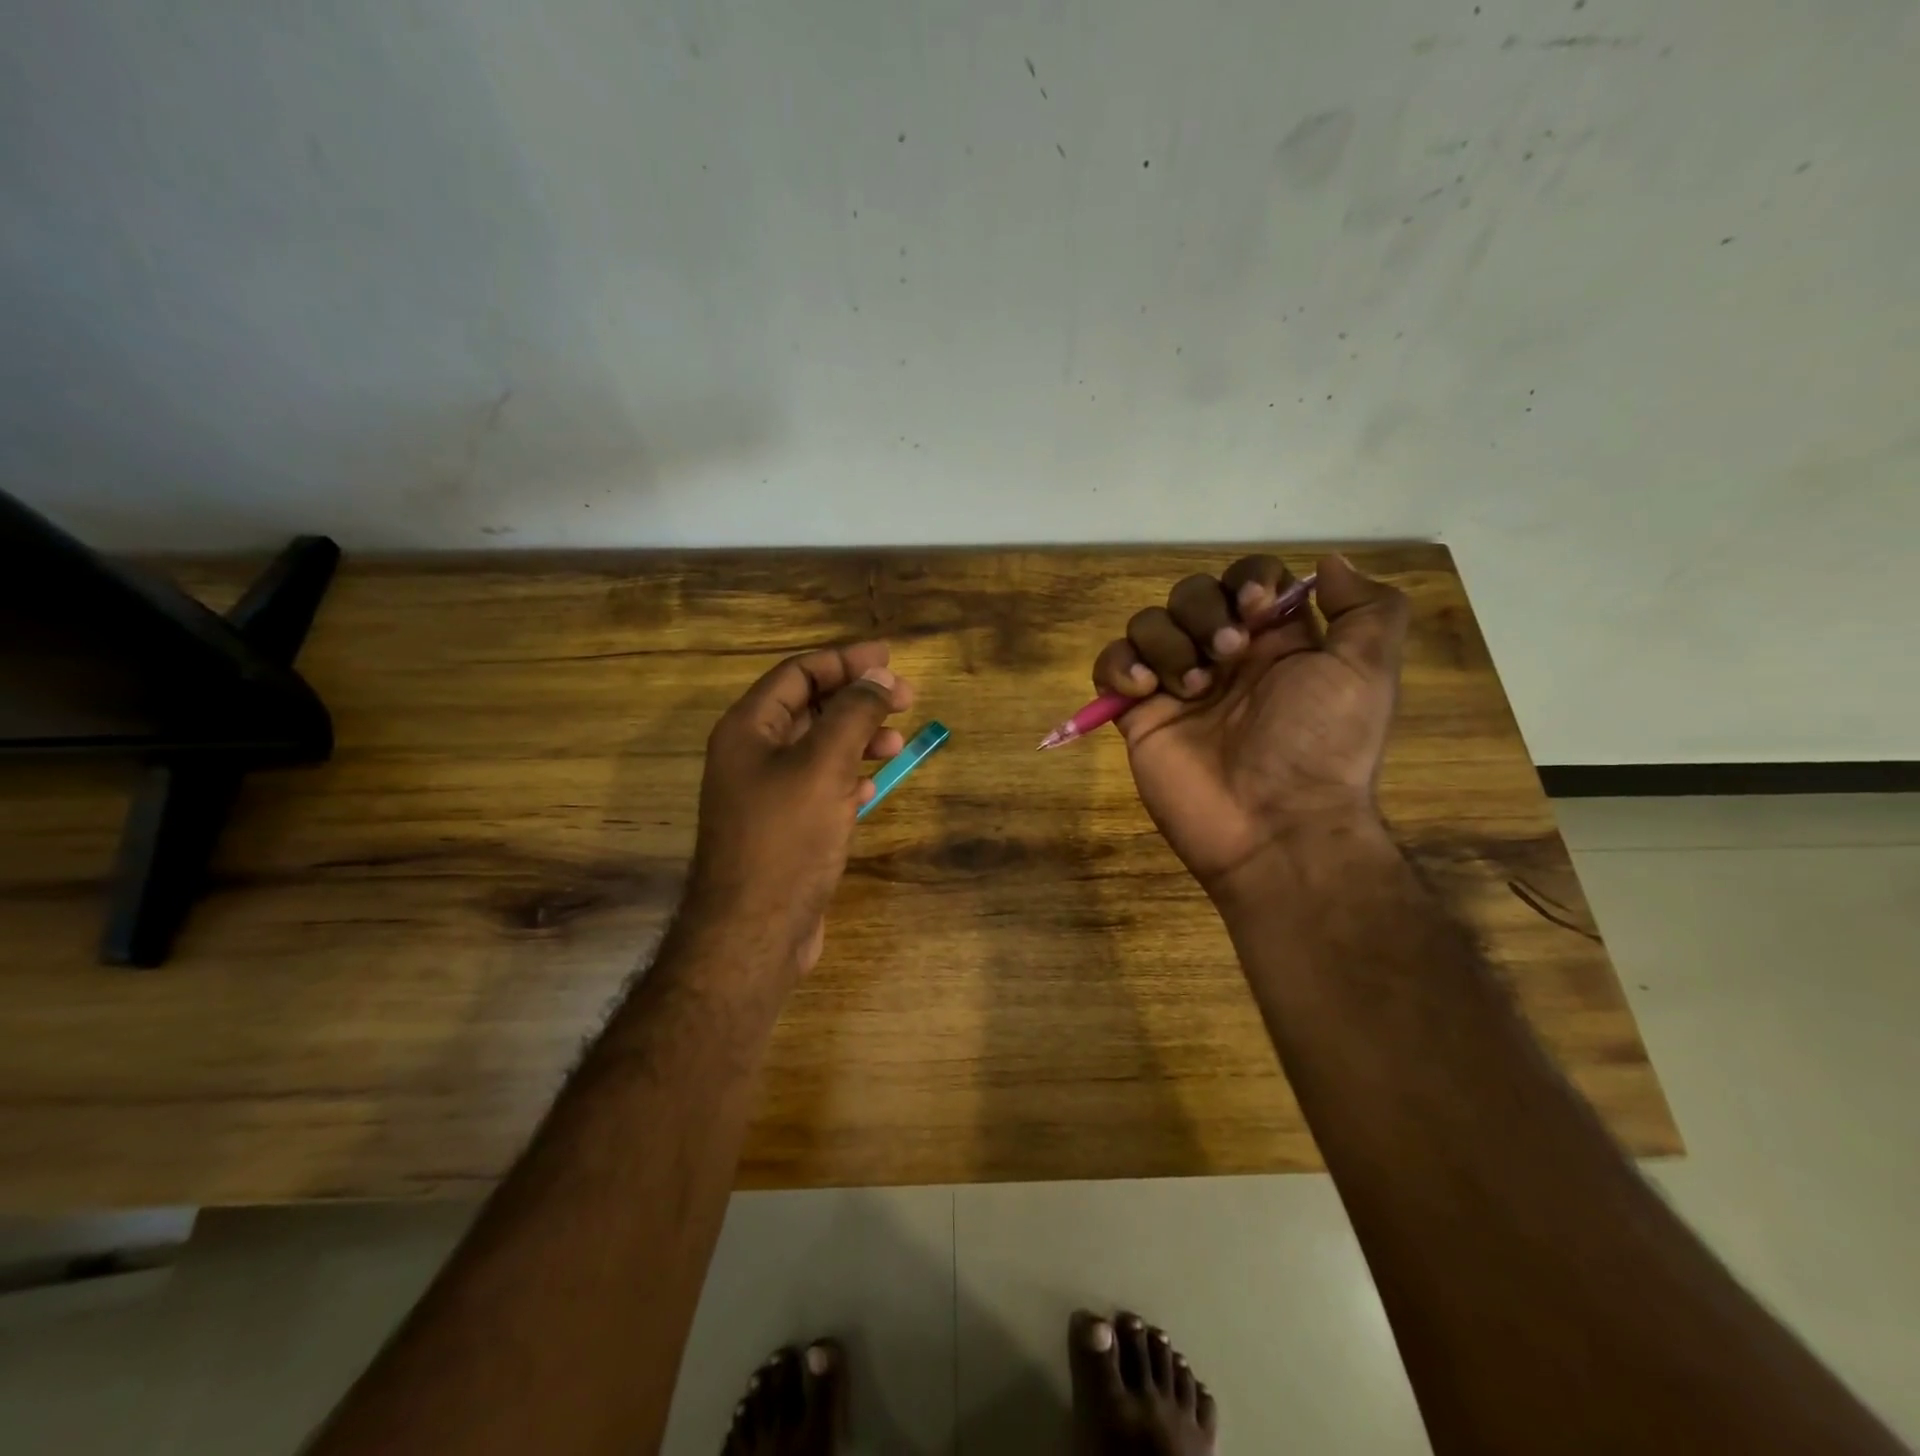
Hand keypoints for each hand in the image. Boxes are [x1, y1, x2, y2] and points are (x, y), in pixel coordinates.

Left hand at [686, 642, 911, 976]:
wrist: (754, 933)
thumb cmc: (786, 839)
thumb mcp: (823, 765)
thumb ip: (853, 714)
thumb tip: (880, 677)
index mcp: (749, 729)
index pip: (798, 673)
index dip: (844, 661)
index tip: (890, 659)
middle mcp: (752, 754)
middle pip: (811, 707)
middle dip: (858, 699)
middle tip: (907, 699)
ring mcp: (767, 793)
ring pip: (819, 748)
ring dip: (858, 738)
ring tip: (896, 745)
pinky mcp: (784, 827)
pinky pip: (820, 785)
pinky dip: (848, 776)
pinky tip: (871, 786)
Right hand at [1091, 554, 1408, 898]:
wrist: (1274, 826)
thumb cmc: (1321, 746)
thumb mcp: (1367, 673)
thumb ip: (1366, 608)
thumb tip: (1329, 562)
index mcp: (1276, 641)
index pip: (1249, 579)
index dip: (1247, 580)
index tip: (1257, 608)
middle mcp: (1224, 657)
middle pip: (1192, 593)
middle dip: (1204, 613)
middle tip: (1226, 656)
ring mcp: (1176, 685)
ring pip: (1148, 623)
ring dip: (1166, 643)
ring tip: (1191, 688)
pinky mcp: (1139, 715)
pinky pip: (1110, 666)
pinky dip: (1119, 666)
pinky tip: (1144, 692)